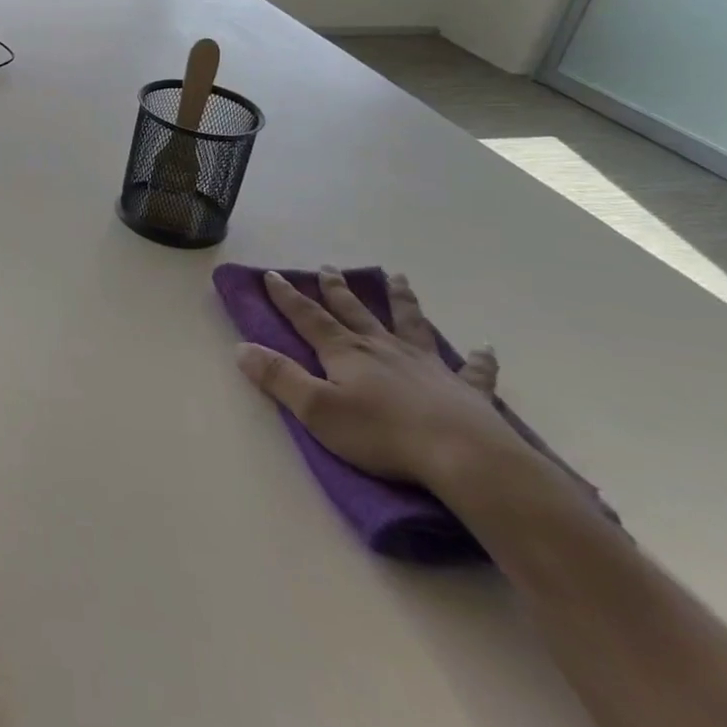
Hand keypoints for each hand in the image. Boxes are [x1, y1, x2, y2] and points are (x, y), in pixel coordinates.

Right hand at [235, 268, 530, 493]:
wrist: (464, 458)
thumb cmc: (382, 435)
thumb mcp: (317, 410)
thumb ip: (279, 377)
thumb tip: (242, 348)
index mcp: (346, 353)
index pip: (309, 318)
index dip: (288, 297)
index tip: (272, 275)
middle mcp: (383, 349)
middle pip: (356, 312)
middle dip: (338, 290)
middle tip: (329, 268)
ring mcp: (428, 366)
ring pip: (410, 325)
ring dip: (402, 301)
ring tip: (399, 278)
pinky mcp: (466, 391)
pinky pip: (474, 371)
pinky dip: (478, 359)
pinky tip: (484, 348)